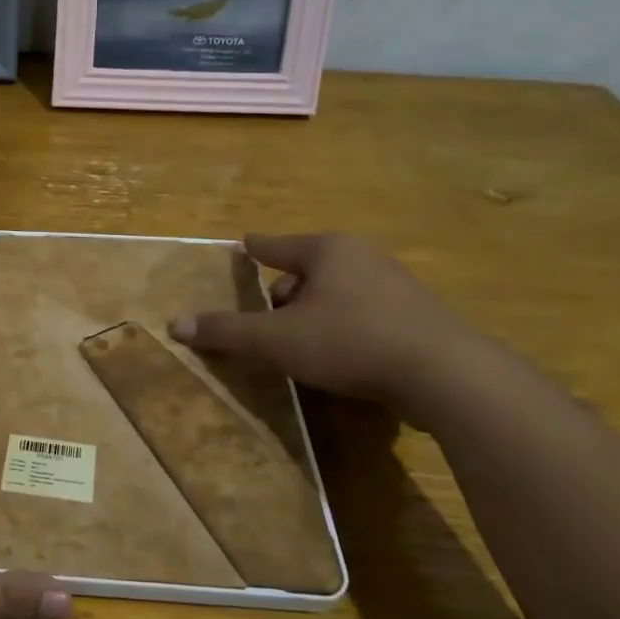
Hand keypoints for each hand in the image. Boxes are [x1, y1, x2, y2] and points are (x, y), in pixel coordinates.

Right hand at [169, 233, 482, 414]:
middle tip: (267, 320)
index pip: (276, 245)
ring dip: (314, 312)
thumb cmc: (349, 341)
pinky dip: (344, 326)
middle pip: (307, 269)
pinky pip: (363, 312)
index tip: (243, 244)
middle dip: (284, 293)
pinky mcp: (417, 315)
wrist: (444, 374)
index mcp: (327, 250)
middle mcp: (362, 257)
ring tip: (301, 343)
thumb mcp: (277, 340)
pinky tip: (341, 354)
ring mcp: (395, 284)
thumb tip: (175, 325)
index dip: (255, 248)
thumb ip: (227, 331)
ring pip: (337, 292)